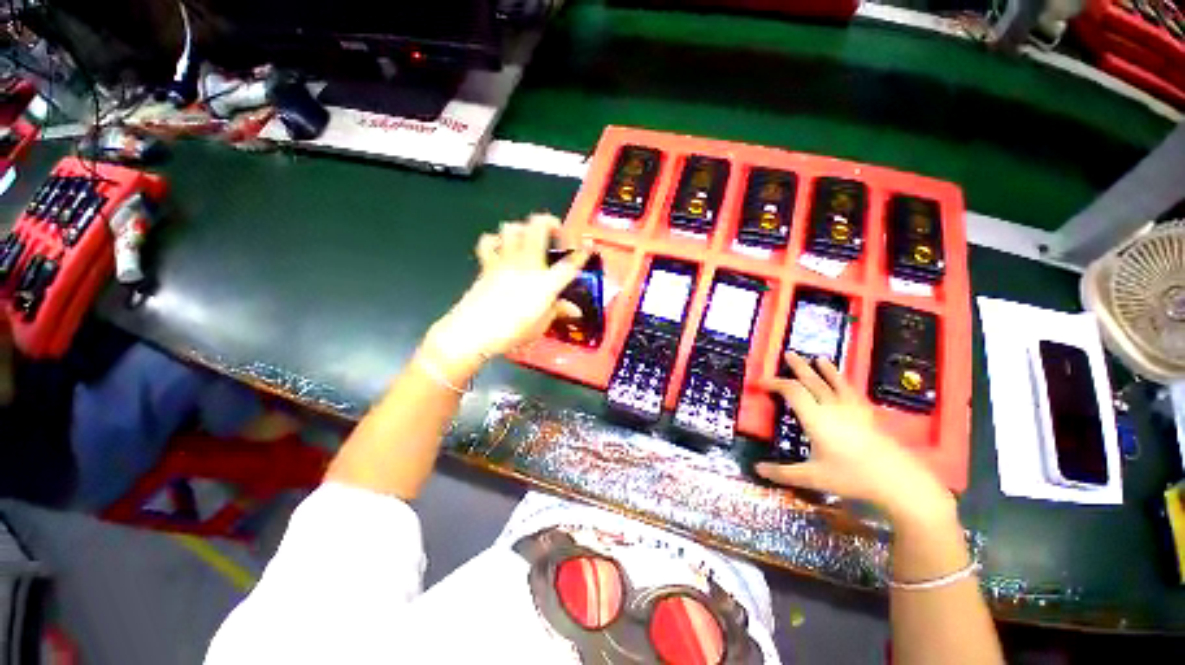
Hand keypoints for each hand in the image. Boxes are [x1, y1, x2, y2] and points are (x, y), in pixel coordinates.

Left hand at [424, 214, 588, 370]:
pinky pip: (489, 242)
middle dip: (550, 222)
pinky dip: (495, 241)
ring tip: (528, 240)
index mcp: (546, 282)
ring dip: (523, 229)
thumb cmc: (512, 331)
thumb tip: (574, 310)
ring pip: (512, 227)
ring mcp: (505, 261)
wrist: (474, 331)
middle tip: (555, 234)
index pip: (570, 263)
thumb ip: (558, 311)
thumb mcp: (541, 326)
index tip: (588, 246)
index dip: (582, 252)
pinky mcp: (487, 264)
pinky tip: (501, 249)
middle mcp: (527, 264)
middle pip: (538, 226)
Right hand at [756, 352, 953, 523]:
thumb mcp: (812, 477)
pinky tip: (845, 382)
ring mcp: (852, 409)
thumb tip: (757, 469)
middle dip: (798, 367)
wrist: (898, 480)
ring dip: (824, 369)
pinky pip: (852, 392)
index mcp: (815, 418)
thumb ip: (783, 473)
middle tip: (788, 354)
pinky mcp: (867, 415)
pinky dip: (845, 382)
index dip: (775, 383)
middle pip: (812, 381)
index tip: (761, 382)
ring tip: (819, 358)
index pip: (792, 391)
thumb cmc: (851, 477)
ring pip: (834, 383)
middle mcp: (831, 407)